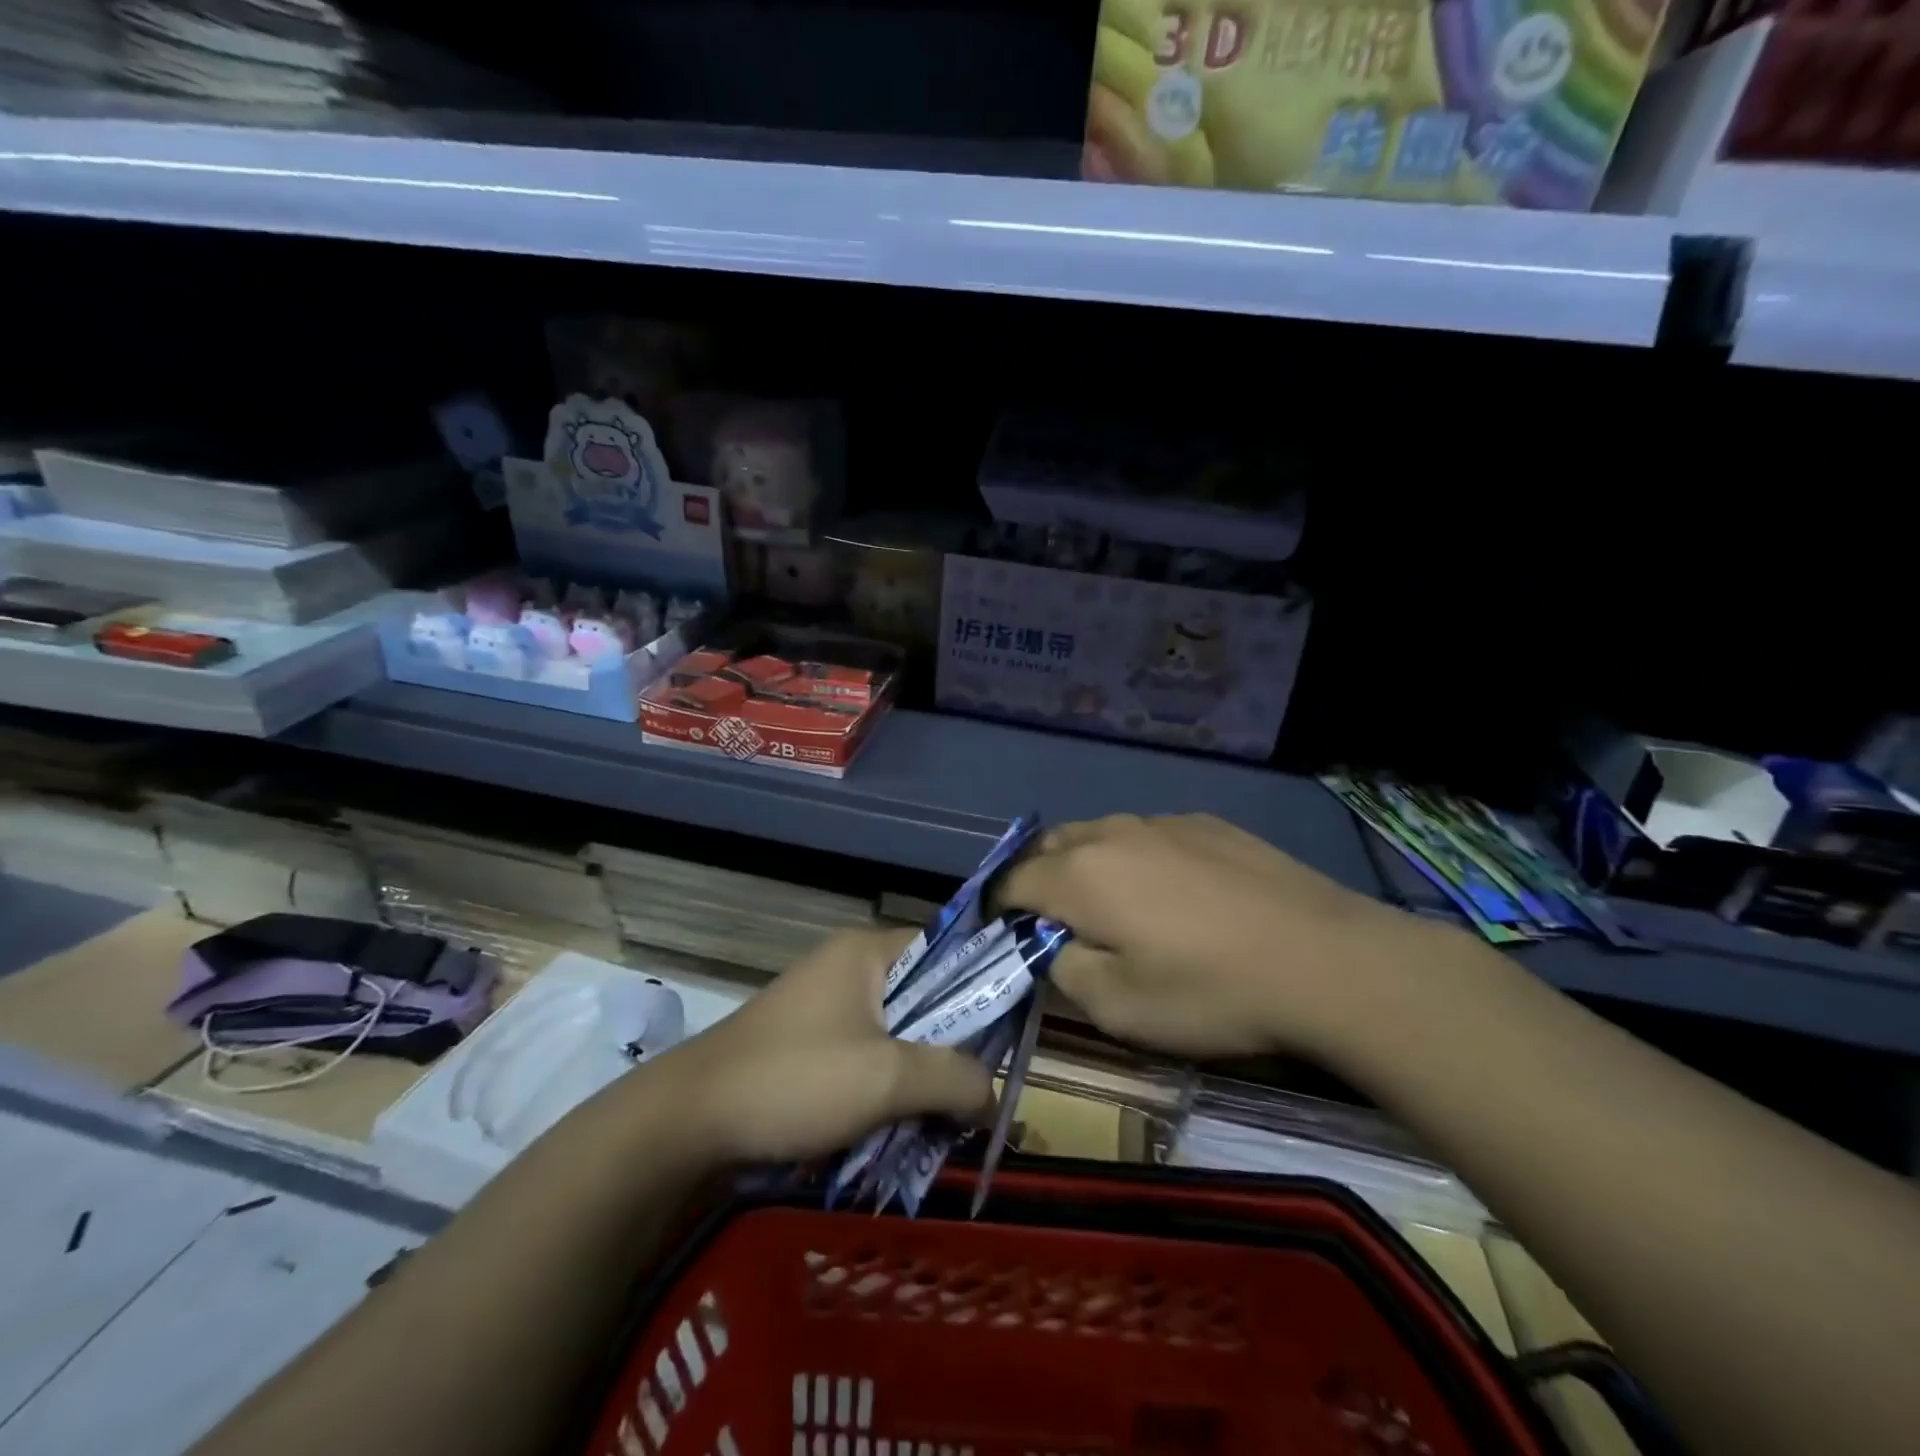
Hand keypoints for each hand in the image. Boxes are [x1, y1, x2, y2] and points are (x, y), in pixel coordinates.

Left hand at [647, 926, 996, 1163]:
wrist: (687, 1121)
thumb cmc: (794, 1080)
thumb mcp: (886, 1078)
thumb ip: (952, 1077)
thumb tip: (993, 1094)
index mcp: (868, 952)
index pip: (948, 950)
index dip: (983, 988)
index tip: (1008, 1038)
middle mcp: (850, 968)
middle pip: (925, 997)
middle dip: (953, 1047)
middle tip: (979, 1093)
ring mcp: (827, 1006)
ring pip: (899, 1034)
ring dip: (921, 1075)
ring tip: (945, 1122)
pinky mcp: (811, 1044)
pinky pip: (869, 1057)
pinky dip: (889, 1087)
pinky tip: (900, 1127)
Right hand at [997, 813, 1415, 1058]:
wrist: (1327, 960)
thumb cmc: (1210, 992)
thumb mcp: (1118, 1009)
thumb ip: (1064, 970)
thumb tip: (1053, 946)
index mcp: (1079, 875)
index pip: (1011, 882)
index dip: (997, 910)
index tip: (1005, 937)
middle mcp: (1111, 833)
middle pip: (1049, 847)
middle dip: (1038, 880)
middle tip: (1056, 925)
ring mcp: (1162, 822)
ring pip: (1099, 835)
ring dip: (1087, 865)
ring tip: (1115, 907)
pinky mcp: (1207, 823)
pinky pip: (1148, 835)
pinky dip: (1136, 859)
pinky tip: (1175, 895)